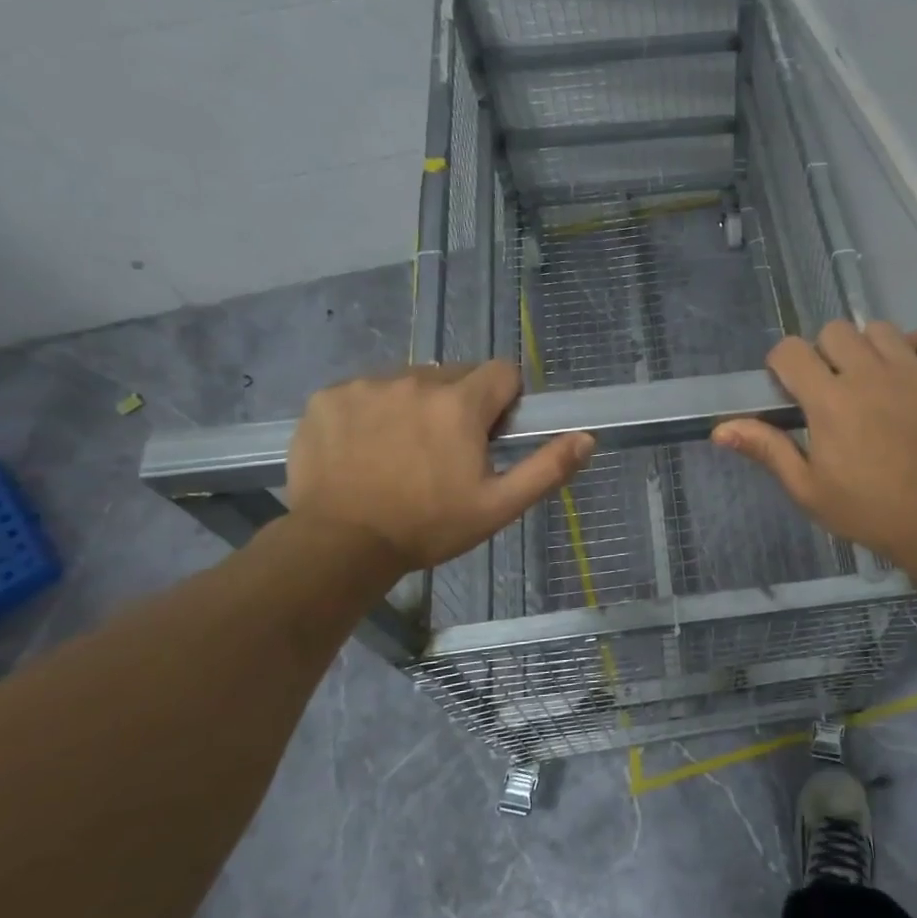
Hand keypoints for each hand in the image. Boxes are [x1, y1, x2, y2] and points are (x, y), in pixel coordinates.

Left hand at [287, 362, 593, 571]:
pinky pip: (366, 390)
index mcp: (460, 403)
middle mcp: (415, 380)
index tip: (491, 435)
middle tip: (447, 452)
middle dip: (461, 404)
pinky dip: (373, 411)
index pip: (502, 372)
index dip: (505, 402)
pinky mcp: (329, 396)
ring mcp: (367, 385)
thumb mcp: (498, 506)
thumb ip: (547, 468)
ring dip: (417, 405)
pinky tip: (365, 449)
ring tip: (402, 452)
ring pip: (410, 381)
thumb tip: (587, 437)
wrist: (338, 545)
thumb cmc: (428, 527)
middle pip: (456, 375)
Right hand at [712, 321, 916, 571]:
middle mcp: (871, 375)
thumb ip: (767, 450)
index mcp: (830, 401)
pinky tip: (912, 370)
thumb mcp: (808, 489)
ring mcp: (916, 373)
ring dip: (868, 349)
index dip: (783, 364)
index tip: (790, 389)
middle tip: (832, 388)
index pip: (791, 350)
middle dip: (824, 354)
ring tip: (873, 381)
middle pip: (835, 331)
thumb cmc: (867, 511)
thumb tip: (720, 429)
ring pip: (881, 329)